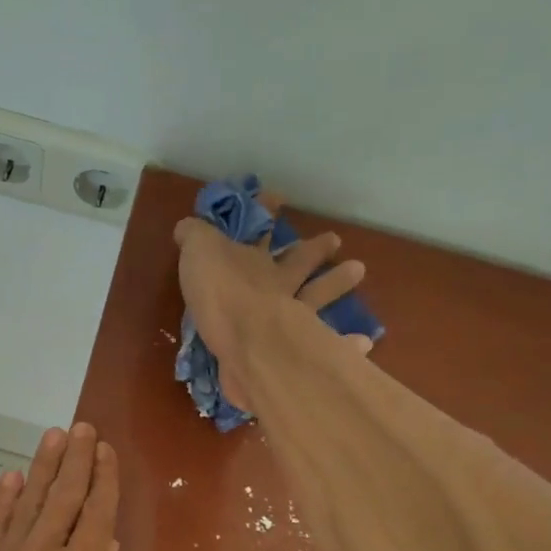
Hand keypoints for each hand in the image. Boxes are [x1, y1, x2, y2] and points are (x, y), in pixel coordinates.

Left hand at [0, 423, 119, 550]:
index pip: (98, 511)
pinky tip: (11, 478)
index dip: (104, 478)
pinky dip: (4, 500)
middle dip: (76, 460)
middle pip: (64, 495)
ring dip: (42, 467)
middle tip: (82, 429)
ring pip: (29, 501)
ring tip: (53, 437)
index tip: (105, 450)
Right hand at [172, 203, 368, 412]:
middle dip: (314, 250)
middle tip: (335, 240)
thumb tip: (187, 226)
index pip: (260, 230)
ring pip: (318, 298)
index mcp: (255, 264)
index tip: (275, 197)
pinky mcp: (304, 353)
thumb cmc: (223, 293)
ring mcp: (297, 319)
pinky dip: (346, 344)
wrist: (250, 343)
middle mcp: (280, 287)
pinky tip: (362, 342)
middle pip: (298, 264)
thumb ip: (194, 238)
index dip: (265, 211)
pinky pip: (331, 346)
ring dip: (336, 285)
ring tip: (358, 270)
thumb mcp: (198, 253)